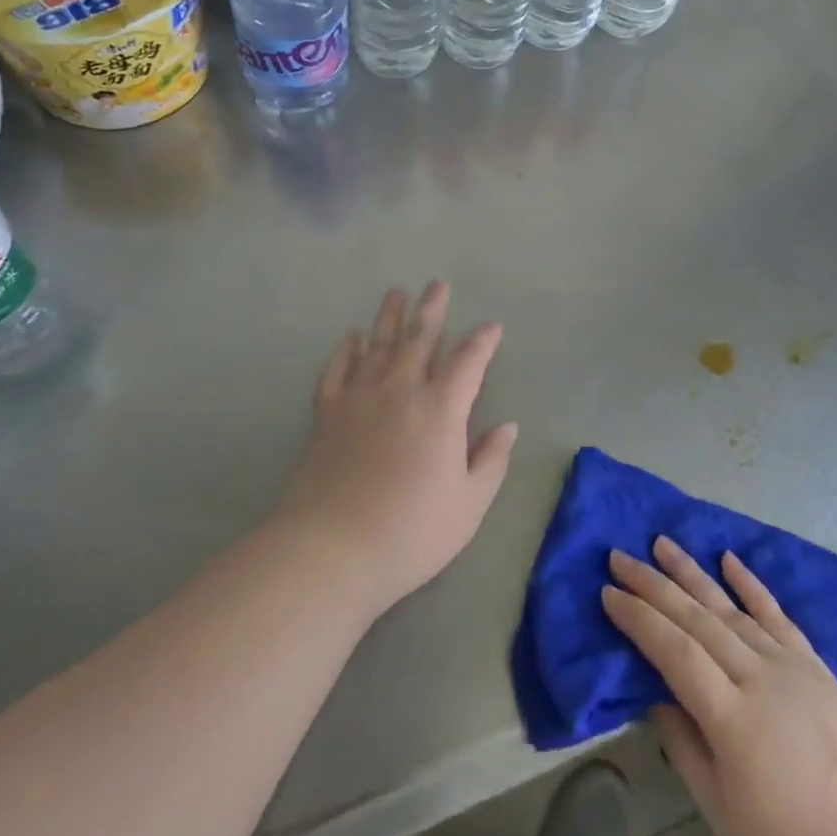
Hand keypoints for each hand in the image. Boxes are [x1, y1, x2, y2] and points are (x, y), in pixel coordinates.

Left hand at [274, 282, 517, 618]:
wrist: (330, 551)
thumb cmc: (410, 533)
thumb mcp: (468, 506)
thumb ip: (491, 461)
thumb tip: (508, 427)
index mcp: (440, 409)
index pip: (468, 360)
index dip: (483, 340)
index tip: (492, 326)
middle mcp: (401, 390)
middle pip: (419, 337)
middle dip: (431, 309)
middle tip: (437, 284)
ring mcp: (360, 398)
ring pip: (377, 344)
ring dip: (389, 316)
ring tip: (396, 292)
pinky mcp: (328, 414)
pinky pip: (337, 370)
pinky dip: (345, 350)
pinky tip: (351, 337)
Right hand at [603, 539, 836, 835]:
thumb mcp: (722, 813)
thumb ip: (683, 747)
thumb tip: (657, 696)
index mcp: (730, 715)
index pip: (672, 650)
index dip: (638, 619)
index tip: (608, 593)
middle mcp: (757, 675)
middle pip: (695, 617)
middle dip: (652, 584)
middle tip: (619, 557)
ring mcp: (789, 665)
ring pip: (730, 606)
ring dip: (692, 572)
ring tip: (661, 543)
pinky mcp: (815, 665)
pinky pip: (777, 615)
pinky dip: (751, 584)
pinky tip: (729, 558)